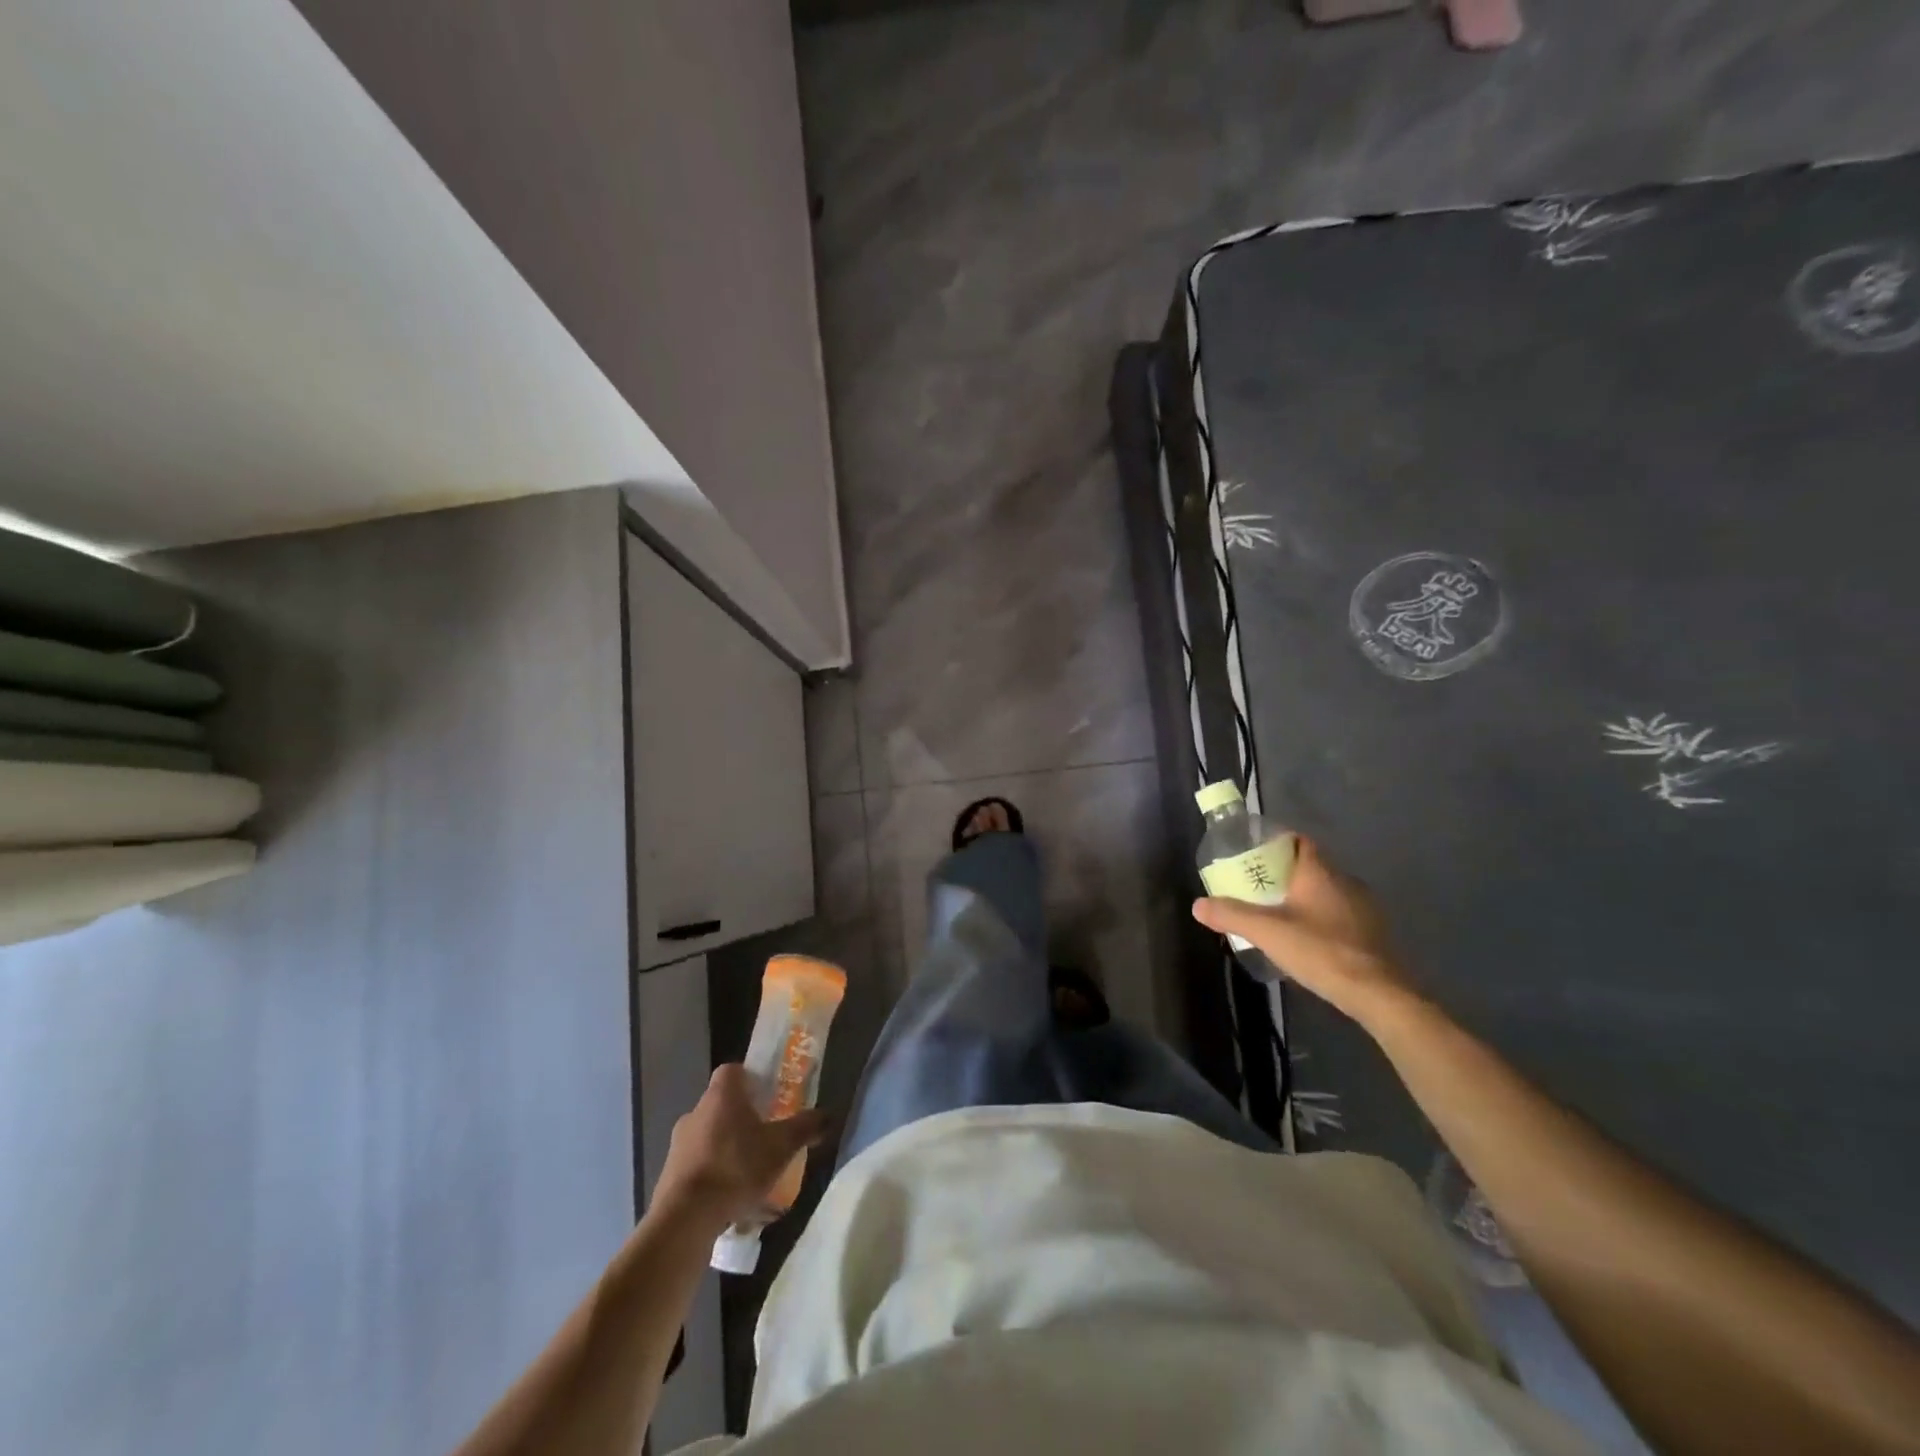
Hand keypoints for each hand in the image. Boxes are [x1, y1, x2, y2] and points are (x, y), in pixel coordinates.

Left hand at [652, 1064, 827, 1232]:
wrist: (684, 1220)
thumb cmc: (736, 1168)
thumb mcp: (781, 1147)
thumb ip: (805, 1128)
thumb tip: (828, 1115)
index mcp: (721, 1095)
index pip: (734, 1070)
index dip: (752, 1079)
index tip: (769, 1095)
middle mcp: (695, 1112)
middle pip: (723, 1105)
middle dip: (744, 1119)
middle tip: (767, 1136)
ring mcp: (678, 1145)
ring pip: (711, 1137)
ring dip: (729, 1149)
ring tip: (752, 1175)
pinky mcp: (669, 1176)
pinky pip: (698, 1166)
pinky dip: (715, 1176)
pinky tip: (732, 1200)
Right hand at [1193, 837, 1417, 1027]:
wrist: (1378, 994)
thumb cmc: (1320, 951)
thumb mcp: (1267, 932)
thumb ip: (1231, 915)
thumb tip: (1198, 905)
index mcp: (1320, 872)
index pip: (1299, 841)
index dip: (1276, 843)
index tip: (1254, 854)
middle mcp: (1346, 881)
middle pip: (1311, 866)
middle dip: (1285, 873)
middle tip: (1258, 887)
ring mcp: (1364, 908)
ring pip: (1327, 891)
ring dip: (1305, 897)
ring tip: (1279, 913)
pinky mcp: (1373, 933)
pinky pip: (1341, 913)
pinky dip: (1322, 918)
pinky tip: (1308, 938)